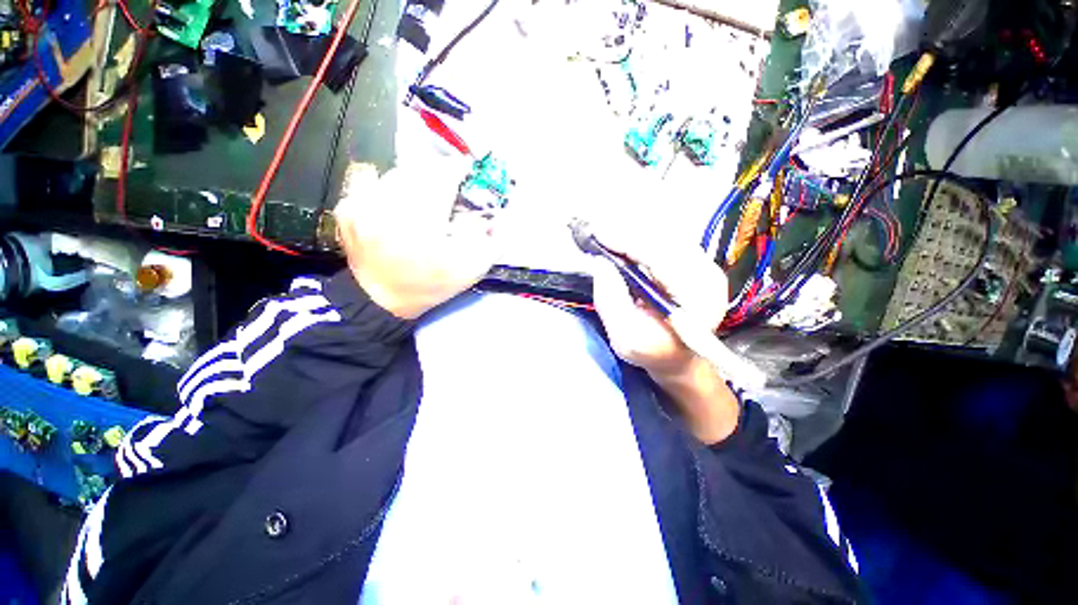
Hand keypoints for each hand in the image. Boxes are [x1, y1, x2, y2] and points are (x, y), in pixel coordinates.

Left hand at [335, 160, 502, 318]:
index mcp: (423, 222)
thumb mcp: (471, 270)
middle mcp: (389, 205)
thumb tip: (500, 215)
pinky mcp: (347, 208)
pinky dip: (388, 187)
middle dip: (439, 176)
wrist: (380, 300)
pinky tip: (395, 206)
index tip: (468, 172)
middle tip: (449, 190)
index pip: (444, 175)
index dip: (460, 169)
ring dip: (415, 181)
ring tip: (423, 201)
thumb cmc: (430, 285)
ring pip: (397, 173)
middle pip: (421, 170)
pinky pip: (371, 181)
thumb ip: (493, 242)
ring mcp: (362, 204)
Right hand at [588, 228, 728, 379]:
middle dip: (629, 235)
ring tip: (609, 237)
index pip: (661, 259)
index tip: (599, 233)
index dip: (628, 243)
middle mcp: (708, 277)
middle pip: (665, 242)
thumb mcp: (625, 337)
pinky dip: (644, 239)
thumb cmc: (652, 352)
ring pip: (667, 238)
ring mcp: (706, 267)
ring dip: (636, 234)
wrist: (679, 358)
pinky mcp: (699, 263)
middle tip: (599, 233)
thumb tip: (600, 263)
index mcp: (696, 301)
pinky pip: (668, 242)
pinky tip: (626, 243)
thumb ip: (610, 301)